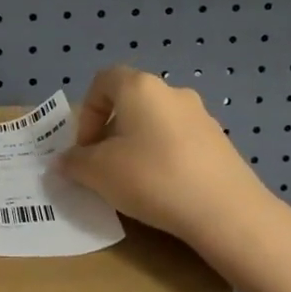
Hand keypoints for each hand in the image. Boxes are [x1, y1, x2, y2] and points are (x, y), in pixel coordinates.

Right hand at [59, 65, 280, 249]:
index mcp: (140, 87)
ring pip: (156, 123)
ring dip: (138, 145)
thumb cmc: (152, 178)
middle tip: (104, 167)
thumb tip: (63, 161)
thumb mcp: (98, 173)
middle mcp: (172, 92)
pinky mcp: (221, 142)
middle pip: (130, 102)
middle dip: (111, 132)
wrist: (227, 211)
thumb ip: (74, 163)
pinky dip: (165, 158)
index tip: (86, 147)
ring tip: (134, 182)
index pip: (103, 80)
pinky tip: (165, 190)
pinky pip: (180, 142)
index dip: (87, 111)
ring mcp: (202, 116)